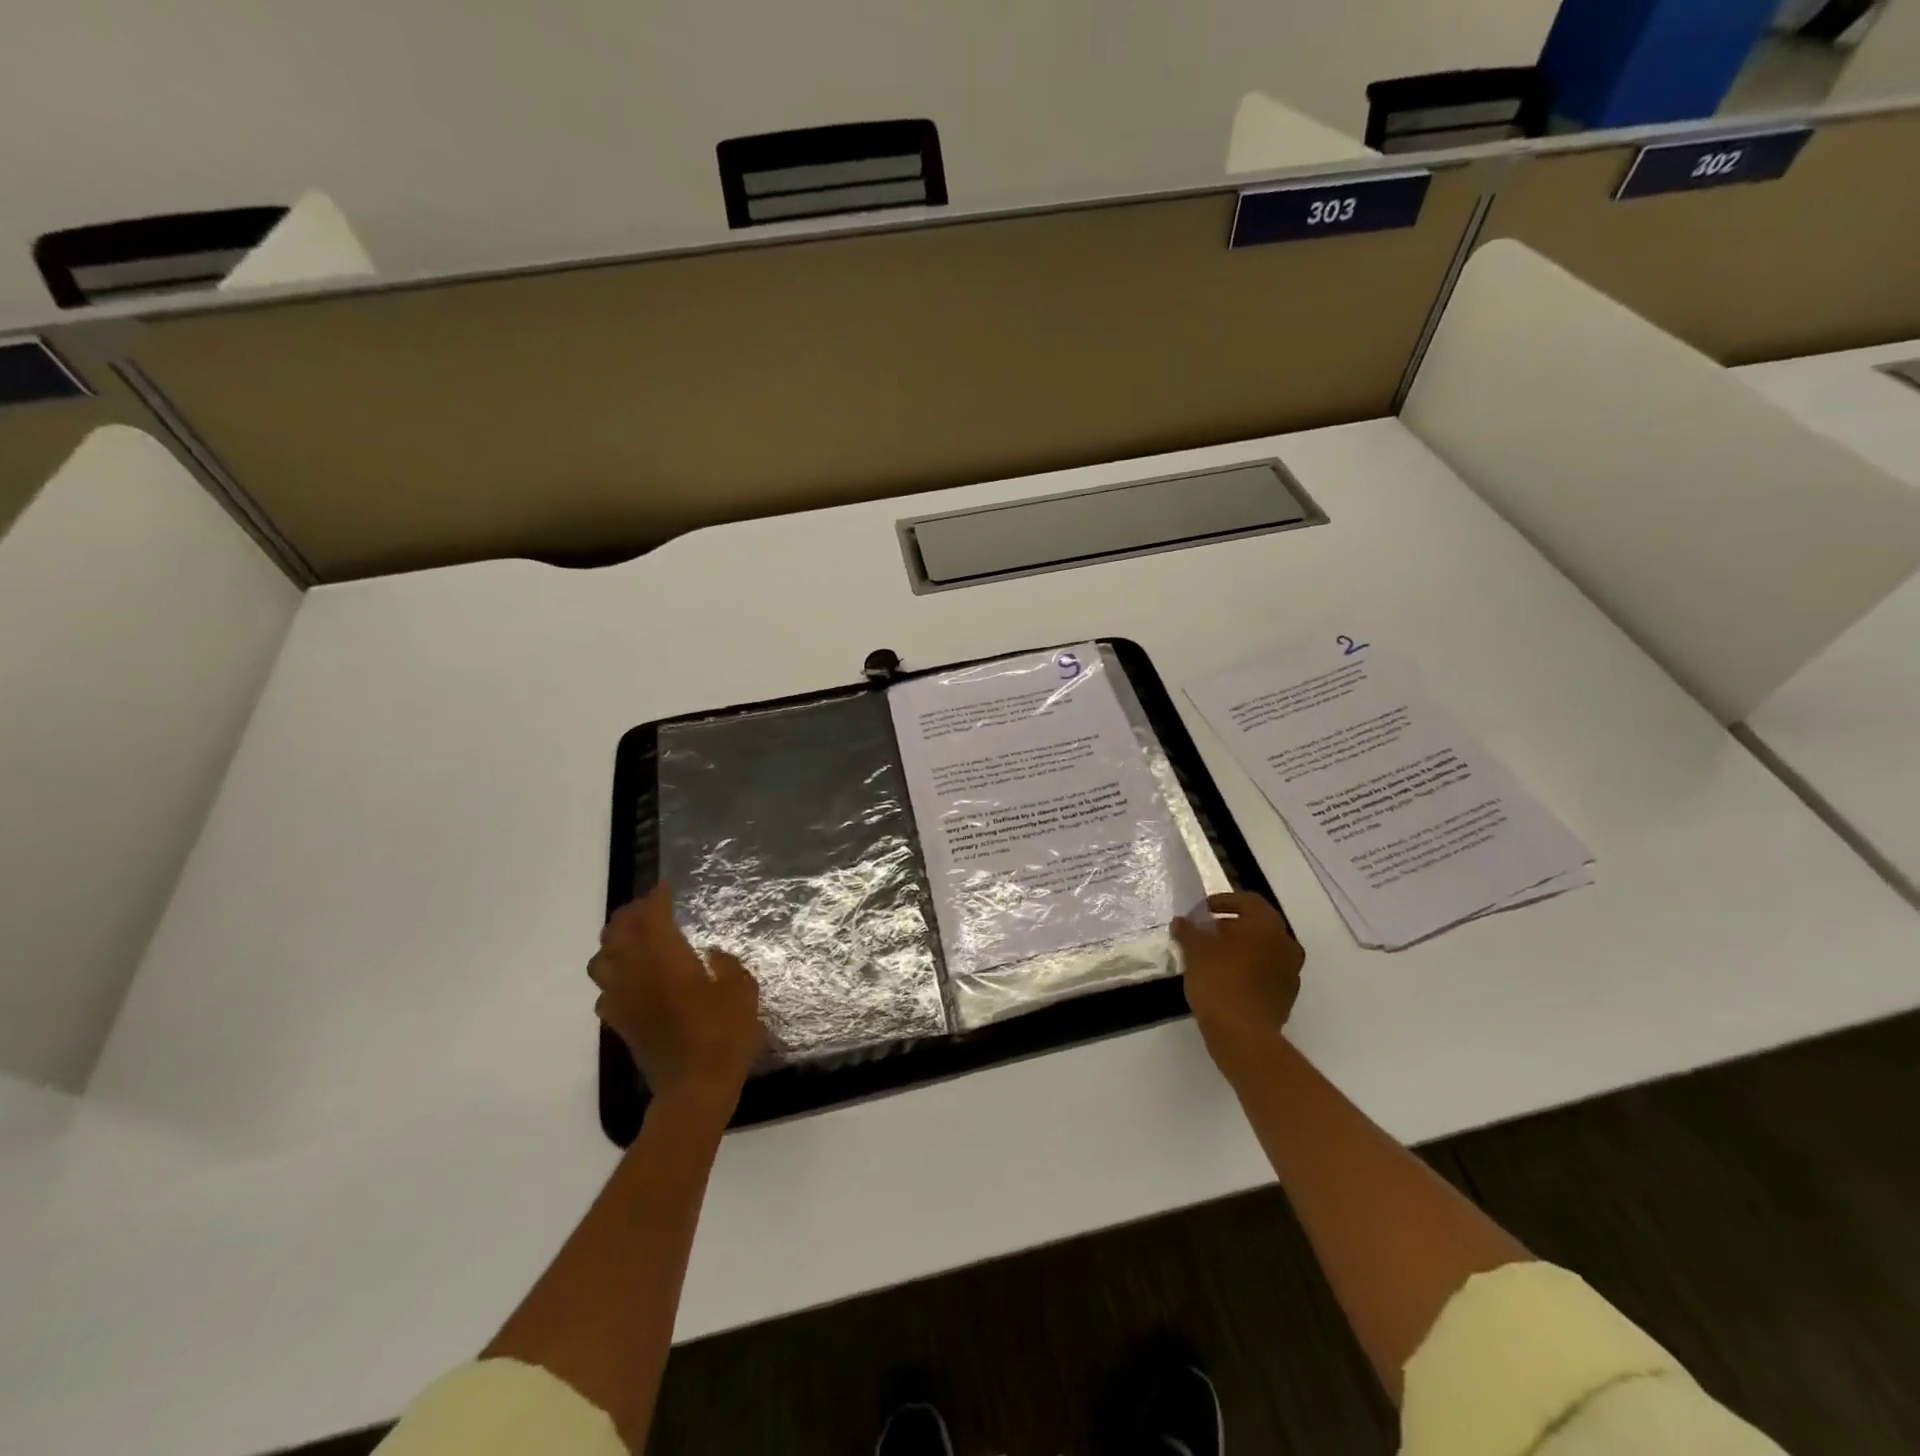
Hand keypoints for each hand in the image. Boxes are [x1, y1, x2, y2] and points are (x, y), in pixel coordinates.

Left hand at [590, 884, 766, 1114]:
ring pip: (601, 960)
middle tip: (649, 907)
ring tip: (633, 939)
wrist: (694, 1089)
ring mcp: (623, 1001)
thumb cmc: (723, 1035)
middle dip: (631, 914)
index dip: (657, 898)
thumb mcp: (742, 991)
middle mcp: (637, 974)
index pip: (652, 917)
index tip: (666, 887)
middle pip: (618, 932)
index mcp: (667, 959)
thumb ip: (727, 966)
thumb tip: (711, 955)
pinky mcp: (620, 1024)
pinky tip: (631, 981)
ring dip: (614, 942)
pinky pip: (604, 992)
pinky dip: (613, 978)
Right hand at [1172, 891, 1304, 1081]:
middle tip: (1204, 933)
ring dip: (1239, 949)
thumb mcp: (1195, 951)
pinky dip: (1246, 970)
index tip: (1202, 910)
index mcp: (1267, 926)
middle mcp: (1286, 944)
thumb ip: (1188, 931)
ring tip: (1211, 957)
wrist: (1243, 1036)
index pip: (1247, 901)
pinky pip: (1264, 973)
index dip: (1223, 901)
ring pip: (1262, 951)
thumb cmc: (1220, 981)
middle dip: (1230, 926)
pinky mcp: (1285, 997)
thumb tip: (1181, 922)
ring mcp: (1289, 973)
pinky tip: (1224, 979)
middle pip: (1256, 925)